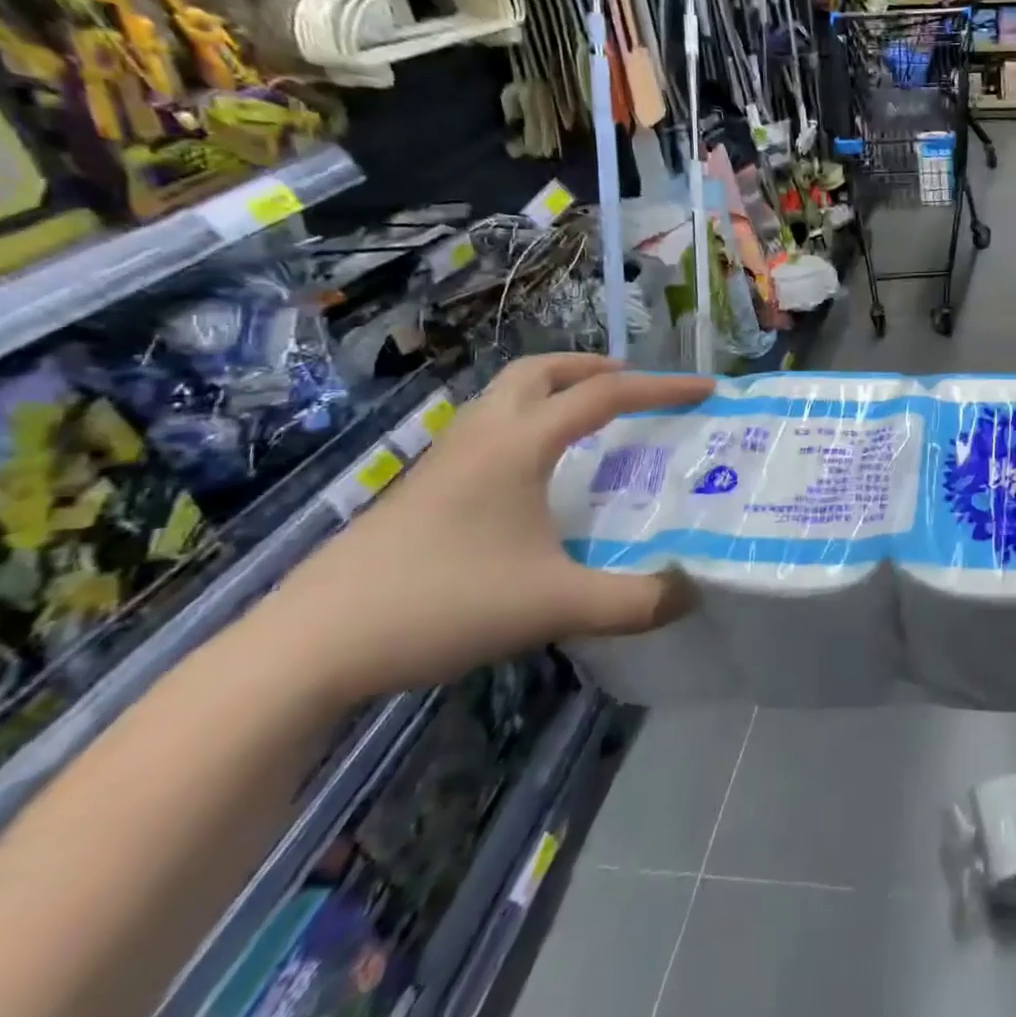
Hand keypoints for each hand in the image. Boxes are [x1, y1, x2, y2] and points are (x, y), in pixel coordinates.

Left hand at [257, 356, 712, 705]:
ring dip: (551, 391)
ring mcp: (442, 462)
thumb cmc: (441, 604)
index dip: (662, 388)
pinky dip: (522, 425)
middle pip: (538, 371)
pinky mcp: (419, 491)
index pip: (604, 395)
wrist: (308, 648)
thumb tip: (692, 593)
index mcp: (518, 444)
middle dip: (591, 367)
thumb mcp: (554, 605)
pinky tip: (532, 477)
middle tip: (630, 385)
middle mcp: (481, 437)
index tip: (707, 389)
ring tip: (586, 421)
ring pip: (503, 397)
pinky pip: (485, 431)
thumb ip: (633, 601)